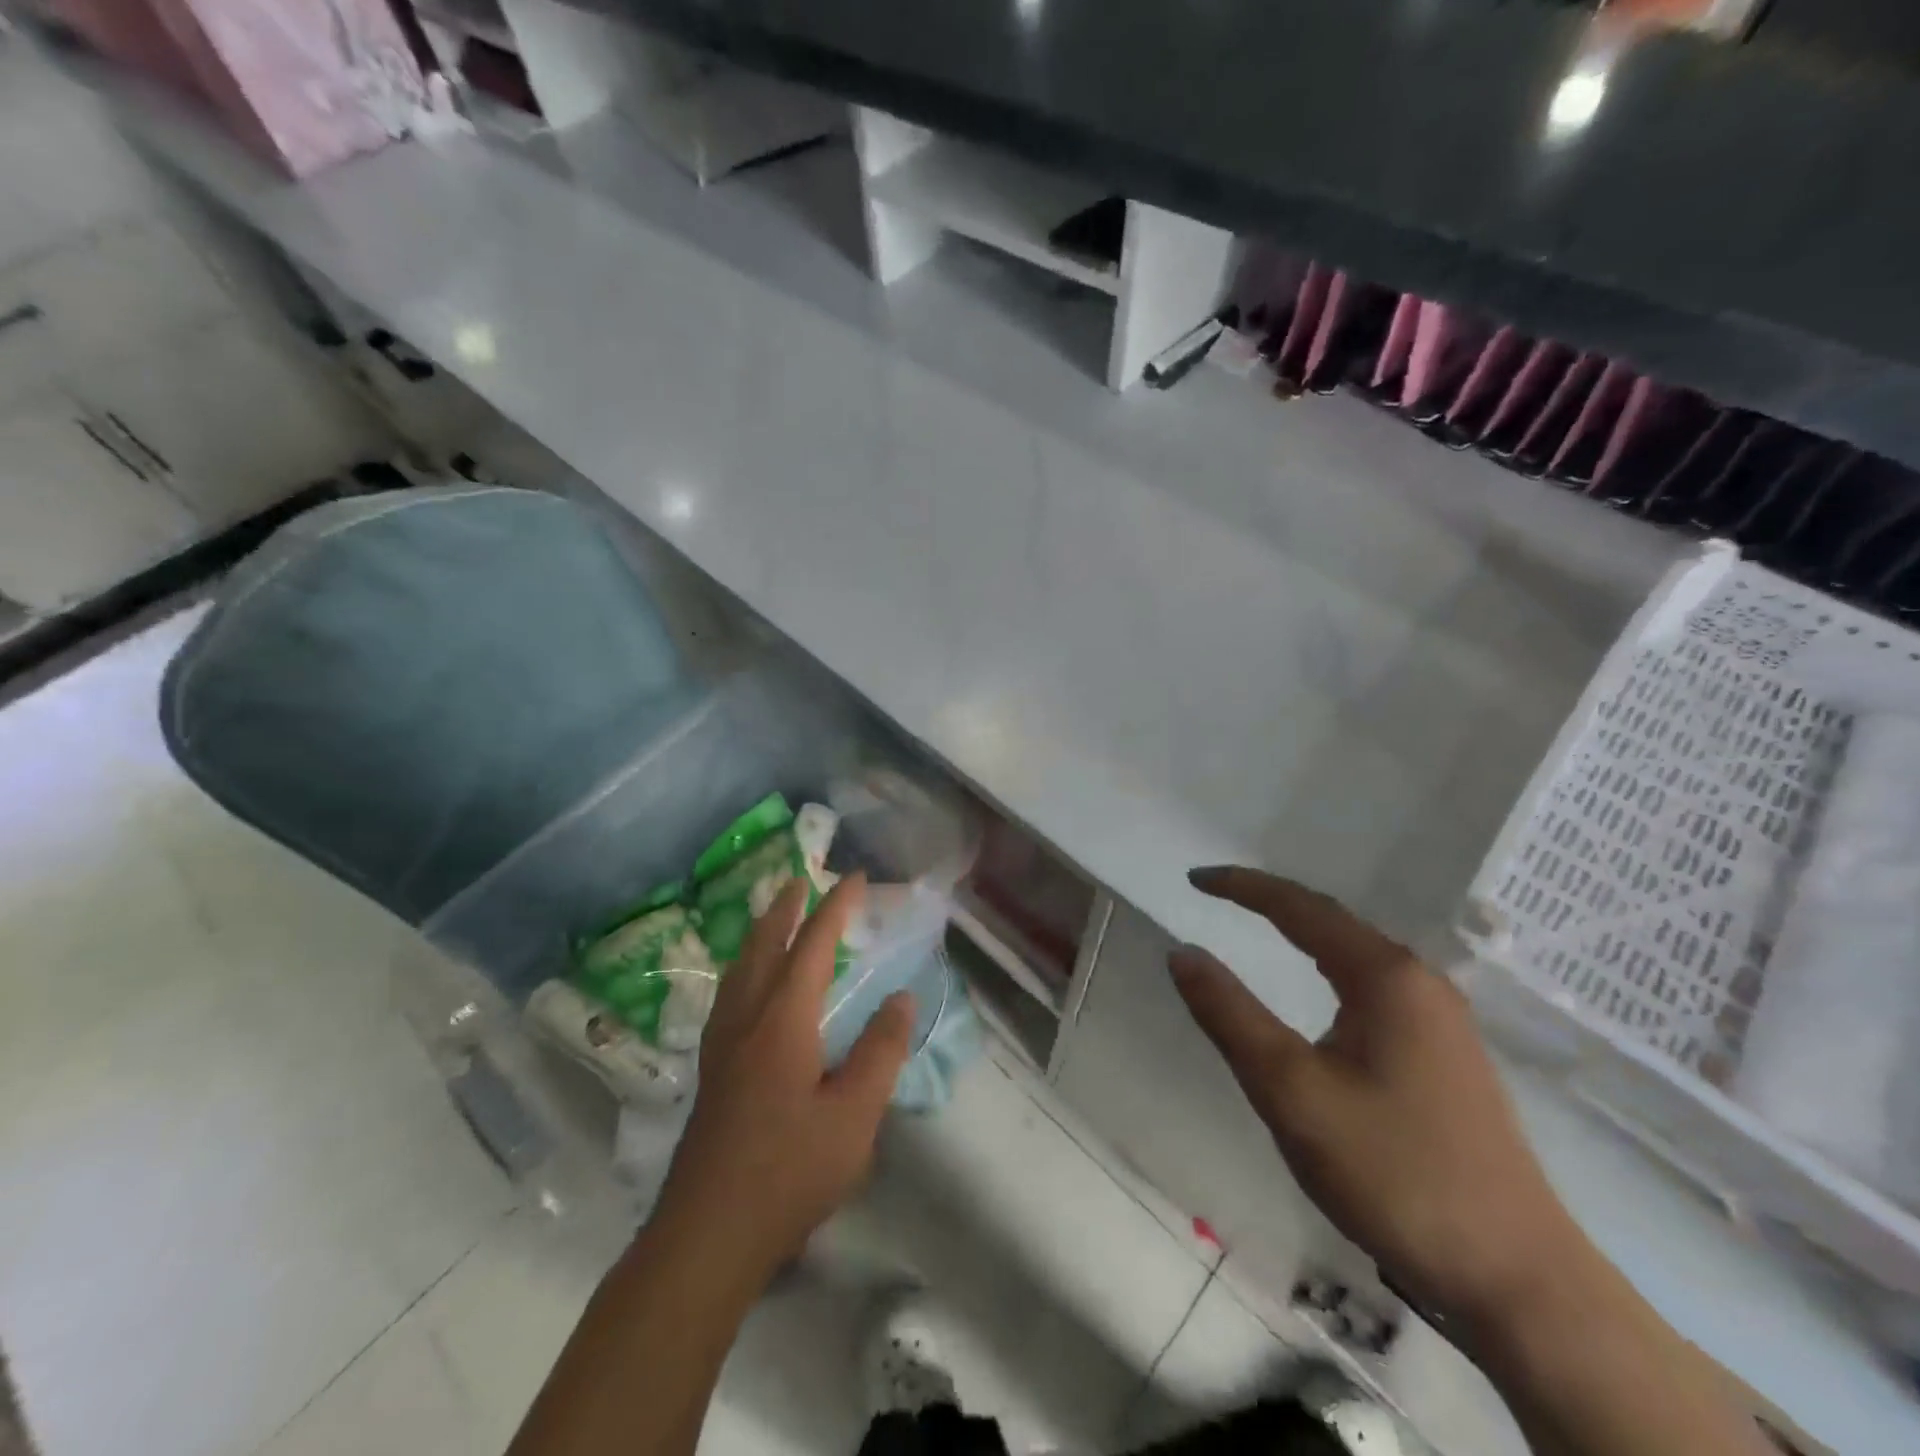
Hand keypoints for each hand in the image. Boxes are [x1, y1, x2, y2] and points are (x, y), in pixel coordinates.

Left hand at [654, 874, 915, 1277]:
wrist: (706, 1235)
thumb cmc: (788, 1173)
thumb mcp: (854, 1117)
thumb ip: (880, 1052)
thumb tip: (902, 999)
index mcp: (782, 1020)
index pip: (813, 945)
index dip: (836, 907)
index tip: (856, 878)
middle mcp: (746, 1019)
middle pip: (763, 945)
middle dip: (786, 907)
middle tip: (803, 880)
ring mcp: (721, 1044)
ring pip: (740, 968)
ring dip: (761, 933)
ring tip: (777, 919)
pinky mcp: (711, 1070)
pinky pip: (730, 993)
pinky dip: (747, 966)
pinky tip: (752, 987)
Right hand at [1169, 867, 1582, 1331]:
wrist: (1516, 1278)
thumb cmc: (1394, 1173)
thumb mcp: (1291, 1091)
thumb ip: (1230, 1015)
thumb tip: (1182, 952)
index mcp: (1386, 976)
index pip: (1299, 907)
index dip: (1242, 887)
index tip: (1194, 879)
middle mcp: (1420, 982)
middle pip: (1332, 921)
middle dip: (1271, 901)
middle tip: (1217, 895)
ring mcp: (1442, 1019)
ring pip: (1356, 953)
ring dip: (1302, 932)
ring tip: (1256, 925)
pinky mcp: (1447, 1055)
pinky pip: (1374, 985)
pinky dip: (1328, 966)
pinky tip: (1322, 990)